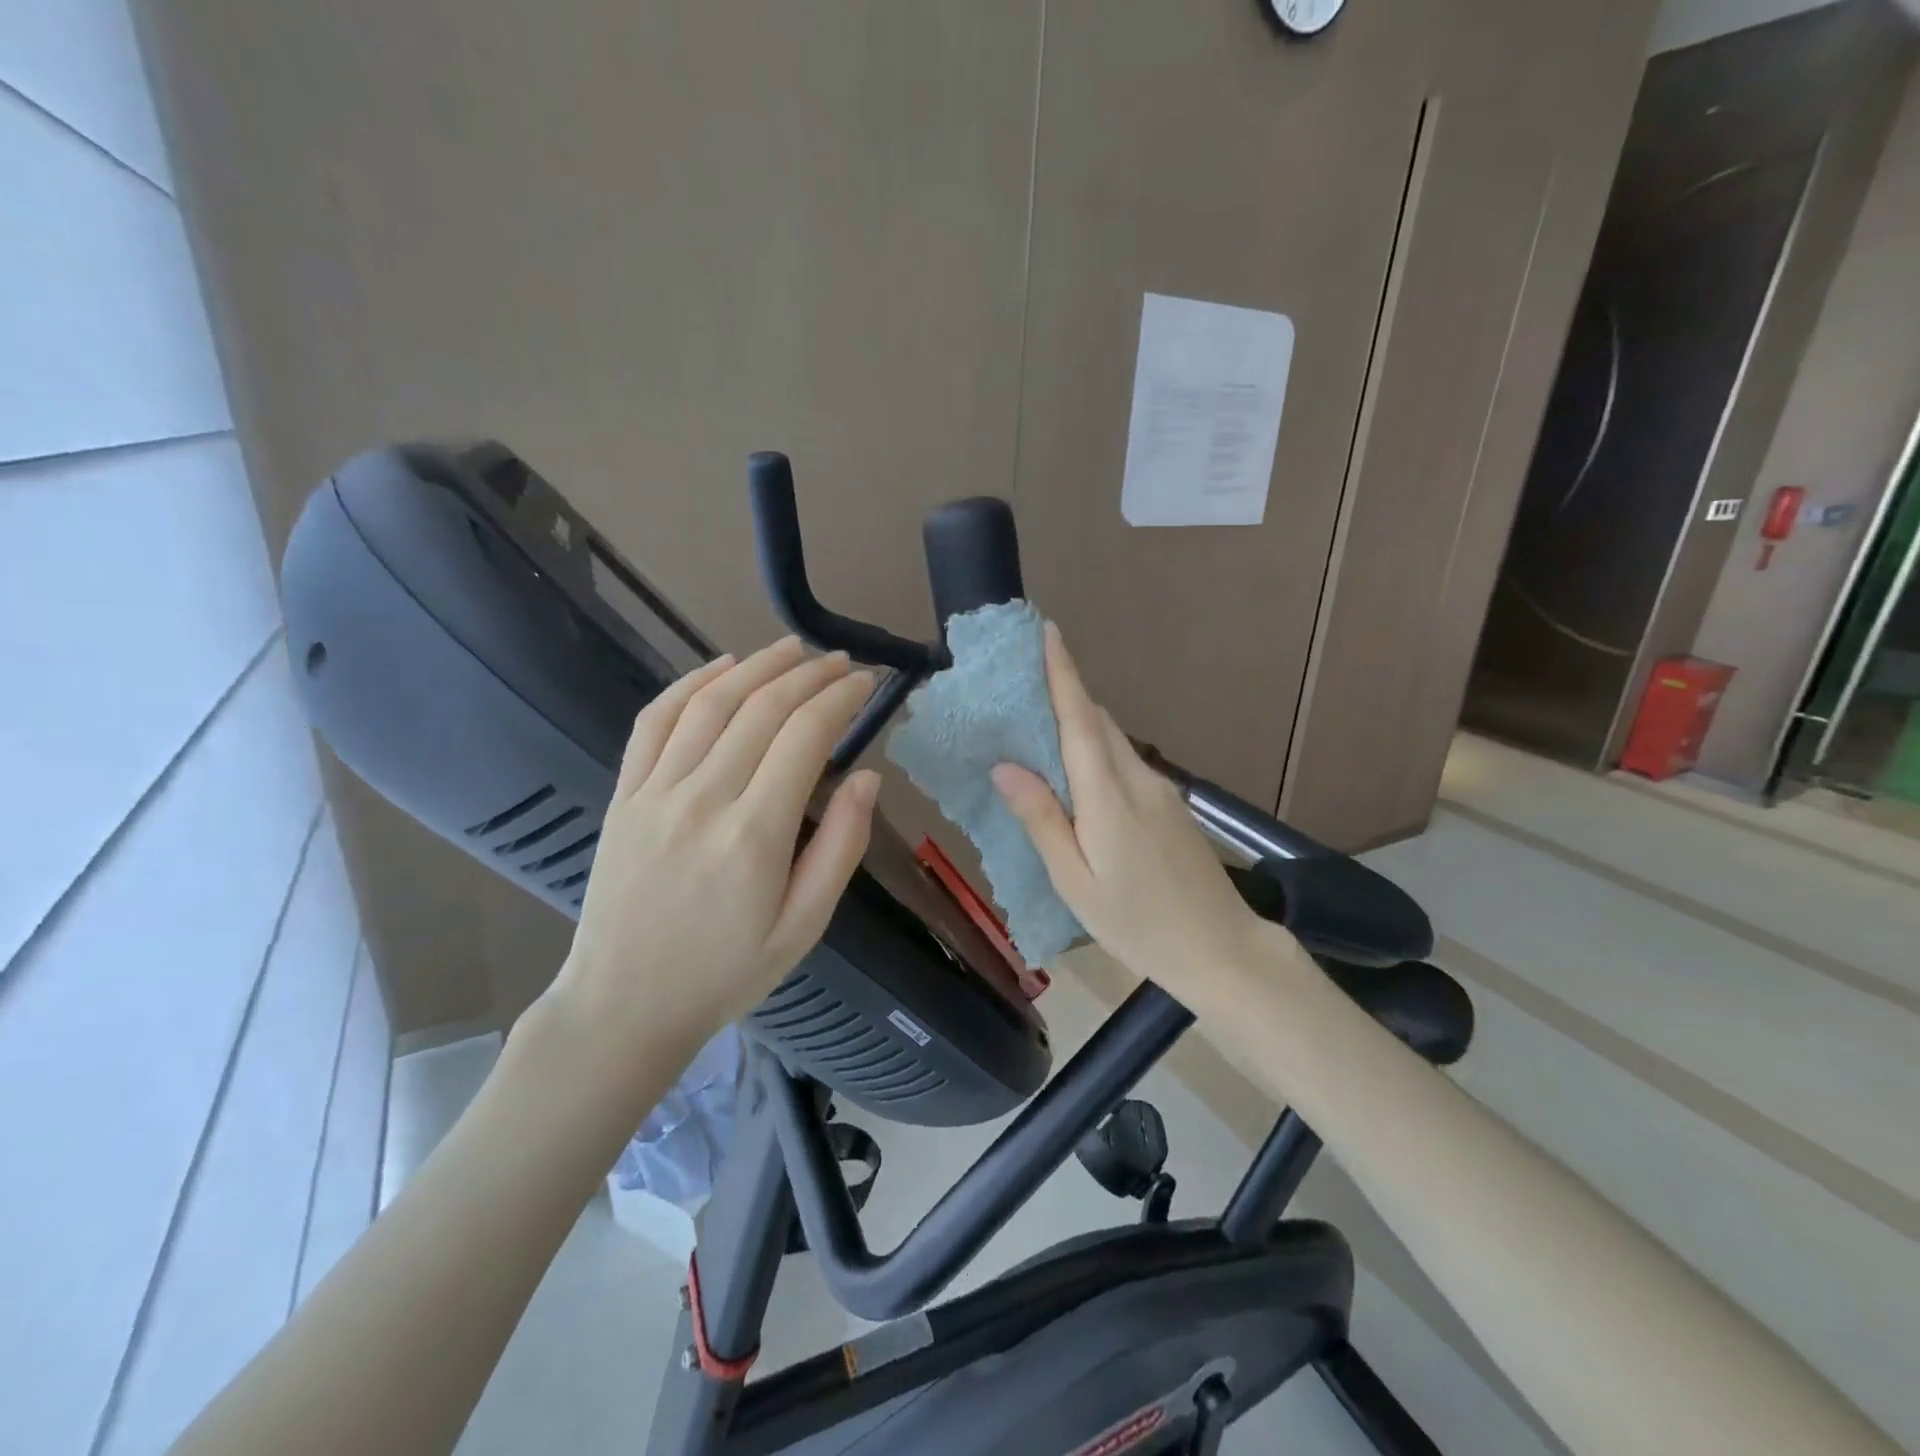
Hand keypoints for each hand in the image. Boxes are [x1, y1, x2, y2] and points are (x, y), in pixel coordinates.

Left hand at [541, 638, 880, 1085]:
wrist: (623, 1006)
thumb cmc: (725, 972)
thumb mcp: (804, 927)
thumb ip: (840, 847)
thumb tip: (867, 778)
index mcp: (754, 834)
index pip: (806, 736)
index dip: (840, 698)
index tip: (866, 682)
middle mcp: (703, 798)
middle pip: (762, 708)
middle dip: (809, 674)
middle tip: (840, 661)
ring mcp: (654, 792)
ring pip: (711, 703)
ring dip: (756, 666)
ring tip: (792, 648)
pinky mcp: (623, 795)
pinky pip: (654, 722)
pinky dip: (689, 684)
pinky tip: (719, 667)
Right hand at [991, 623, 1279, 1007]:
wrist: (1221, 949)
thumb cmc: (1138, 923)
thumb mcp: (1075, 882)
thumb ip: (1042, 820)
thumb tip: (1005, 766)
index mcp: (1109, 796)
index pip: (1080, 720)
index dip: (1063, 674)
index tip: (1047, 632)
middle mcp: (1138, 779)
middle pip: (1097, 722)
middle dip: (1063, 695)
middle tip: (1021, 686)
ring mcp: (1160, 790)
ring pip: (1113, 741)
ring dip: (1078, 725)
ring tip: (1038, 730)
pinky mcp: (1171, 805)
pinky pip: (1125, 763)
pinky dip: (1096, 754)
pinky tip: (1077, 776)